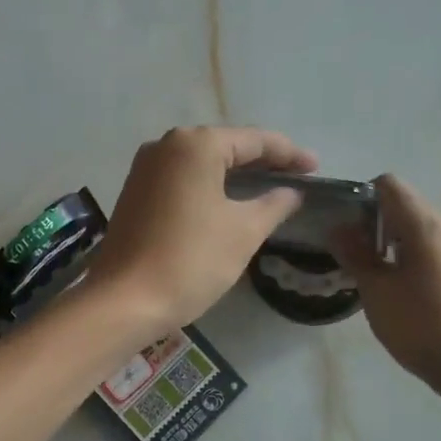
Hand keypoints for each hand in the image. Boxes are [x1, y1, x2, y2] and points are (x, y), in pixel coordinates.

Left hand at [89, 126, 316, 336]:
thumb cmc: (191, 259)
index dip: (289, 154)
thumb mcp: (243, 231)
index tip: (315, 169)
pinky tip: (227, 202)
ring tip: (267, 189)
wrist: (125, 299)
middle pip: (224, 146)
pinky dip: (208, 186)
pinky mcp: (134, 192)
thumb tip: (291, 192)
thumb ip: (273, 204)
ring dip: (233, 174)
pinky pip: (181, 179)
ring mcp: (144, 168)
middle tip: (295, 179)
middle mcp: (165, 145)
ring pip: (201, 163)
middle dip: (261, 162)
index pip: (254, 141)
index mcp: (195, 144)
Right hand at [334, 175, 440, 406]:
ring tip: (369, 274)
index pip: (389, 186)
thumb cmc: (420, 325)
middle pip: (403, 206)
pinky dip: (407, 257)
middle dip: (372, 223)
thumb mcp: (376, 290)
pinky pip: (430, 248)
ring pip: (416, 229)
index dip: (361, 197)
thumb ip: (355, 254)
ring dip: (388, 242)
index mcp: (425, 226)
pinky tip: (397, 289)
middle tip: (349, 254)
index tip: (343, 225)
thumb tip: (339, 228)